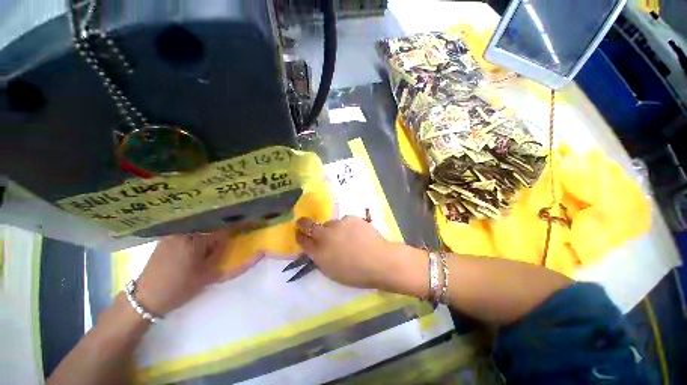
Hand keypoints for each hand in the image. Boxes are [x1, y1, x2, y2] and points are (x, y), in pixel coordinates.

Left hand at [136, 228, 256, 315]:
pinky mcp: (168, 235)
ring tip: (222, 231)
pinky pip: (190, 226)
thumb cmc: (180, 288)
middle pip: (213, 222)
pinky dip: (201, 228)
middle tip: (238, 226)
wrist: (146, 297)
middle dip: (227, 223)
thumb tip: (256, 252)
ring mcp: (174, 232)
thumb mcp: (210, 276)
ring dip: (214, 225)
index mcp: (196, 240)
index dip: (240, 225)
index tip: (252, 222)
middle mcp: (184, 231)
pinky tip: (204, 236)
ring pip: (201, 223)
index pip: (225, 228)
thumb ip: (233, 262)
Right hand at [295, 216, 414, 292]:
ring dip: (332, 229)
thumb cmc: (356, 274)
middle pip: (309, 225)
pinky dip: (347, 227)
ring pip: (330, 223)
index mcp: (319, 253)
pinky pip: (344, 221)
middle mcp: (325, 236)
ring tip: (346, 236)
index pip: (302, 240)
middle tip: (303, 223)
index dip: (299, 236)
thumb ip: (321, 258)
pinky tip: (357, 234)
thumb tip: (316, 248)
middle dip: (303, 224)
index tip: (298, 233)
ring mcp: (338, 224)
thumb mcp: (332, 271)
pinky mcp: (351, 218)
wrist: (380, 261)